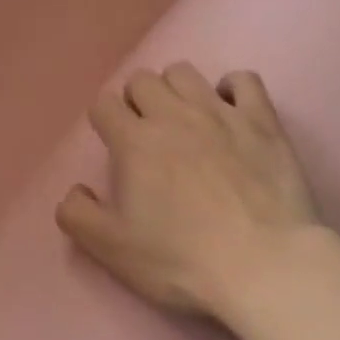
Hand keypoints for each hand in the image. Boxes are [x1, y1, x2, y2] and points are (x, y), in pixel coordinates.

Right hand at [57, 63, 322, 325]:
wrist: (263, 266)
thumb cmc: (181, 260)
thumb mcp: (111, 249)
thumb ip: (76, 214)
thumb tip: (75, 190)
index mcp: (134, 141)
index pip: (103, 104)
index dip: (103, 121)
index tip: (113, 145)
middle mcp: (173, 115)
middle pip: (142, 80)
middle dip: (136, 101)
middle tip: (146, 135)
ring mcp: (221, 113)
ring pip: (185, 73)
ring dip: (175, 90)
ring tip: (184, 121)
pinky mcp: (263, 121)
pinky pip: (243, 79)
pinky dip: (231, 90)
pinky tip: (230, 113)